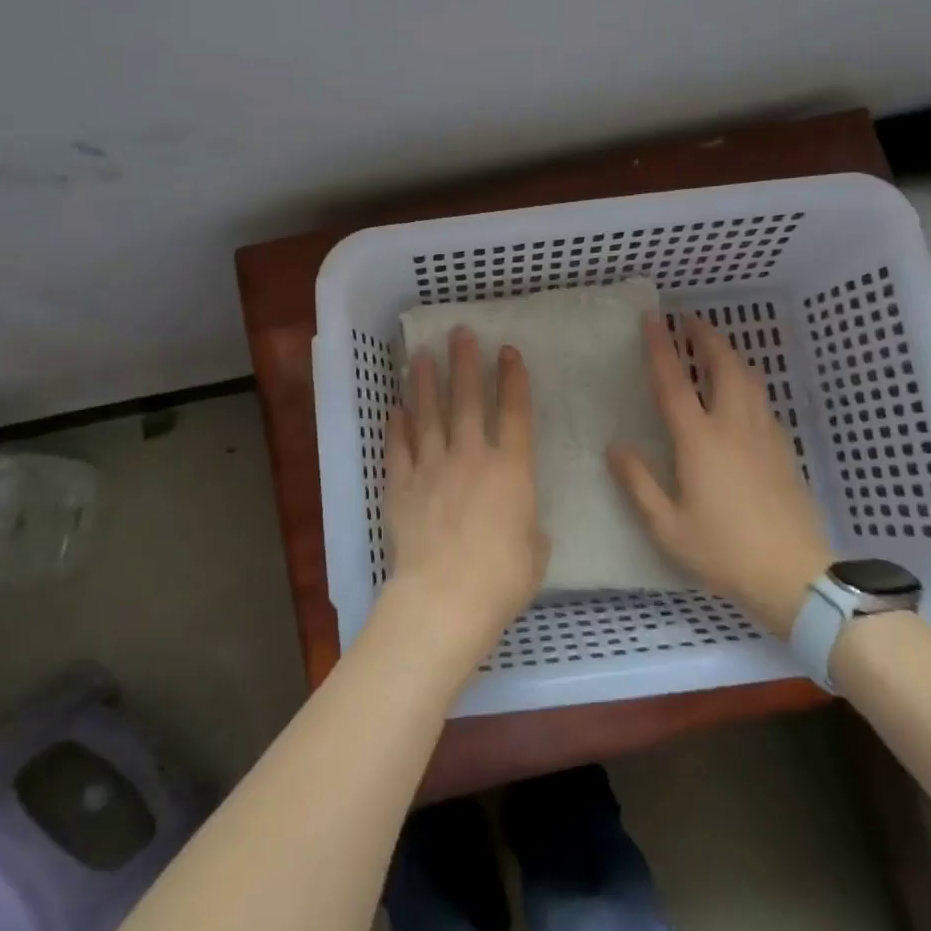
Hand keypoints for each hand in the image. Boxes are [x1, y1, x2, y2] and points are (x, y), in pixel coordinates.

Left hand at [382, 326, 548, 676]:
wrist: (444, 597)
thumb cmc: (502, 579)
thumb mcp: (535, 551)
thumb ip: (528, 526)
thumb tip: (518, 520)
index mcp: (511, 470)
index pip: (515, 413)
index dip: (513, 379)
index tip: (508, 350)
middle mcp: (471, 457)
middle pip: (468, 400)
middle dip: (465, 363)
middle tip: (459, 333)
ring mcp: (432, 468)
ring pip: (428, 415)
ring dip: (426, 383)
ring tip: (422, 356)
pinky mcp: (402, 486)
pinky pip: (398, 448)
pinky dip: (397, 427)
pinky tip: (395, 408)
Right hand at [608, 312, 832, 634]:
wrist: (794, 575)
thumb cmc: (723, 552)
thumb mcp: (667, 526)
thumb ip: (639, 483)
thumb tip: (615, 446)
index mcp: (700, 441)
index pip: (675, 382)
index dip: (661, 347)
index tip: (652, 318)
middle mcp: (734, 427)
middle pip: (723, 365)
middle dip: (706, 336)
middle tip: (689, 319)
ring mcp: (764, 435)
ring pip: (750, 379)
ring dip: (729, 354)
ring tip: (713, 347)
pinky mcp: (783, 449)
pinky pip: (762, 400)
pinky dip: (746, 381)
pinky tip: (740, 394)